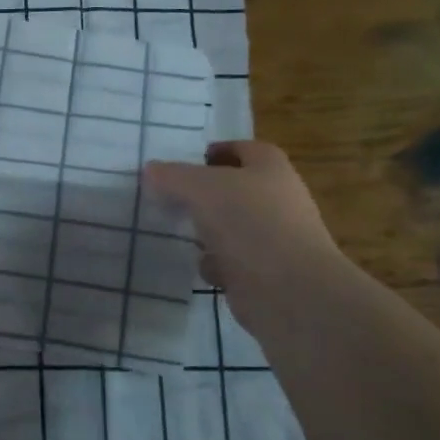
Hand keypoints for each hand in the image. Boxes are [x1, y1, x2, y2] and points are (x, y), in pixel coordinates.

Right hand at [144, 141, 341, 324]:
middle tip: (173, 196)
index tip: (190, 160)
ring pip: (233, 226)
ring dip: (208, 230)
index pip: (246, 149)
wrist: (289, 290)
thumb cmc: (249, 223)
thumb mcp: (201, 188)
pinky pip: (234, 261)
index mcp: (271, 170)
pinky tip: (203, 267)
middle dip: (206, 194)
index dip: (220, 150)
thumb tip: (150, 170)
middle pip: (237, 189)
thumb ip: (172, 176)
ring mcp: (275, 239)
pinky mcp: (266, 272)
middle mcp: (279, 200)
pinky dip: (216, 263)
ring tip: (179, 231)